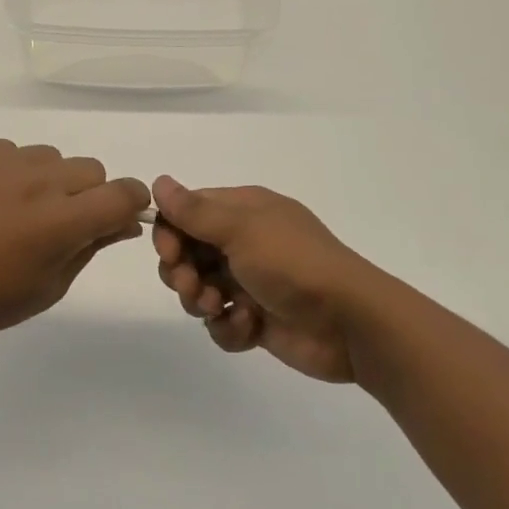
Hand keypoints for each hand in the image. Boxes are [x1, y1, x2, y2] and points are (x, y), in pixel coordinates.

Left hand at [0, 140, 150, 344]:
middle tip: (60, 224)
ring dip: (51, 181)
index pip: (123, 193)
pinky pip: (15, 152)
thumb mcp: (50, 286)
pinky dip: (15, 171)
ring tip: (20, 211)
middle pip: (91, 170)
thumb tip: (123, 222)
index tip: (117, 218)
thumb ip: (91, 247)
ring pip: (54, 158)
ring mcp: (6, 162)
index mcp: (62, 221)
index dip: (130, 204)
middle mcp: (40, 181)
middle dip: (89, 195)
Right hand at [151, 177, 370, 383]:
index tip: (170, 253)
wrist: (350, 323)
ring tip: (221, 308)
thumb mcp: (242, 229)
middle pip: (187, 254)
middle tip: (193, 286)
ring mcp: (250, 282)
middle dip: (182, 273)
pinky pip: (221, 322)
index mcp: (244, 212)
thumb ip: (195, 211)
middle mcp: (244, 243)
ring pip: (199, 290)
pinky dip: (228, 327)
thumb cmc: (294, 264)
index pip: (187, 213)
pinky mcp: (256, 319)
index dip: (170, 233)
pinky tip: (248, 326)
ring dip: (201, 301)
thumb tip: (158, 182)